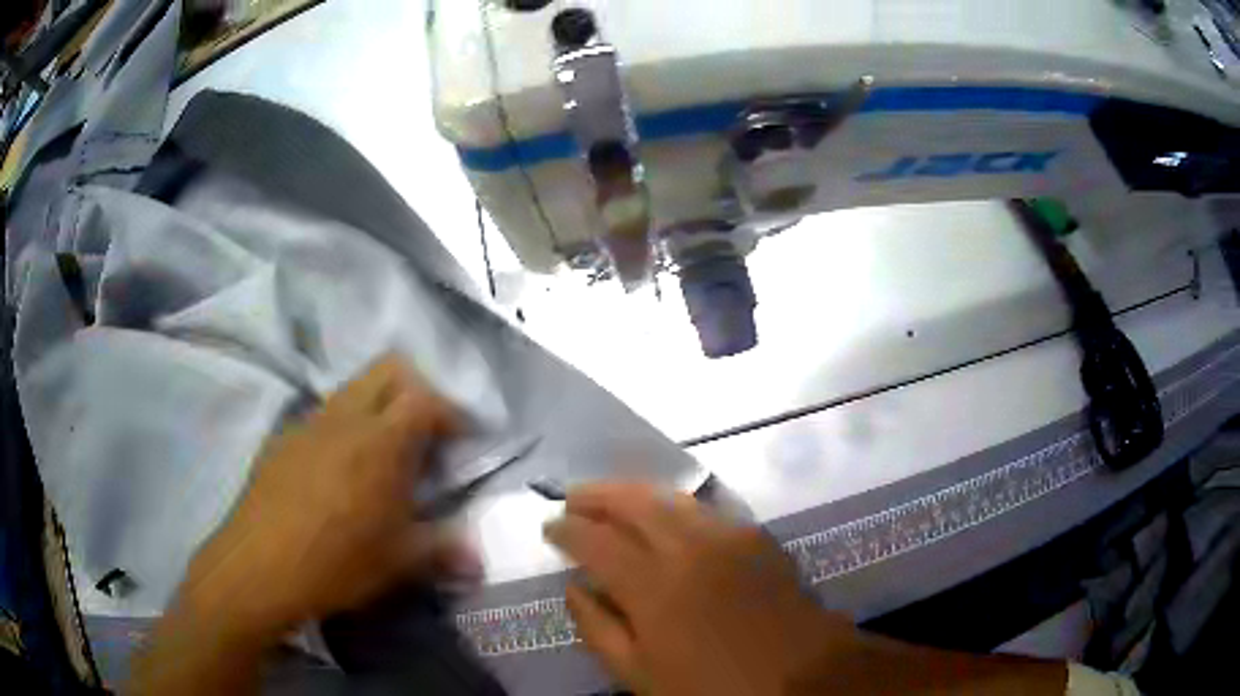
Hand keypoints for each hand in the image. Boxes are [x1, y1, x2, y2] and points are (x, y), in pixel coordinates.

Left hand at [185, 356, 480, 638]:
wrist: (259, 565)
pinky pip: (322, 415)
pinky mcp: (282, 437)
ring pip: (352, 388)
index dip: (452, 412)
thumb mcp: (398, 562)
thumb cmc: (337, 562)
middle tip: (424, 433)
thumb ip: (443, 551)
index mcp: (380, 441)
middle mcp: (345, 417)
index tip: (464, 439)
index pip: (425, 398)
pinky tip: (336, 473)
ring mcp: (308, 422)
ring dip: (376, 407)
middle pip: (388, 368)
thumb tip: (478, 561)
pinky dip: (342, 427)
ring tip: (380, 456)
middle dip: (415, 389)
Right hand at [543, 483, 842, 695]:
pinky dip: (673, 504)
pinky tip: (665, 515)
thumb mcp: (641, 675)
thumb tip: (574, 588)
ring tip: (610, 498)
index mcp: (653, 585)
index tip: (548, 526)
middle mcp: (688, 546)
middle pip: (633, 501)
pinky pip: (704, 508)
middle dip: (596, 494)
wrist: (804, 675)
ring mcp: (728, 535)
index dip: (566, 529)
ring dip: (634, 492)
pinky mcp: (756, 536)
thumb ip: (599, 629)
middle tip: (572, 497)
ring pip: (671, 497)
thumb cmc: (714, 687)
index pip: (595, 540)